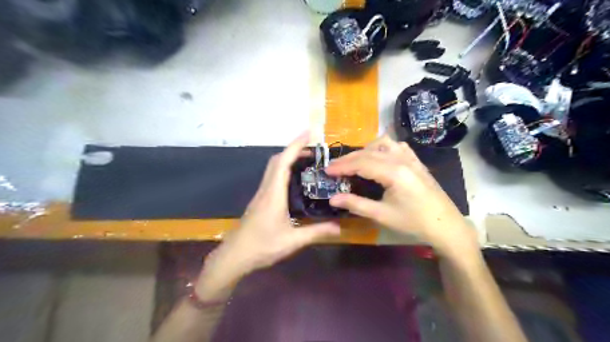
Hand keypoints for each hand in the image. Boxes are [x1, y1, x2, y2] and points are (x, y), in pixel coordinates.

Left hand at [193, 132, 340, 299]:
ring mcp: (261, 194)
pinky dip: (284, 169)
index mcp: (274, 194)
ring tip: (308, 160)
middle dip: (294, 149)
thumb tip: (339, 227)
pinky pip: (273, 177)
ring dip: (288, 158)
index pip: (283, 162)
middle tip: (314, 149)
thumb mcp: (292, 241)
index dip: (296, 145)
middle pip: (277, 160)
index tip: (309, 133)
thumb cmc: (262, 246)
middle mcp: (266, 189)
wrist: (235, 256)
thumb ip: (316, 232)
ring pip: (273, 168)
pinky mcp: (260, 200)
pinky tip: (295, 180)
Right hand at [326, 135, 478, 257]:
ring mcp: (411, 158)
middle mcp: (402, 159)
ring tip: (355, 162)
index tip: (326, 170)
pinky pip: (396, 145)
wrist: (445, 225)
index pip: (361, 163)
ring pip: (382, 143)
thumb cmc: (413, 222)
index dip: (341, 166)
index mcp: (394, 172)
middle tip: (334, 168)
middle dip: (348, 158)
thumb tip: (332, 199)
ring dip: (365, 150)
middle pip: (368, 151)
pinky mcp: (416, 160)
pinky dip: (382, 147)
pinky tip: (378, 157)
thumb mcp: (382, 215)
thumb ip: (356, 204)